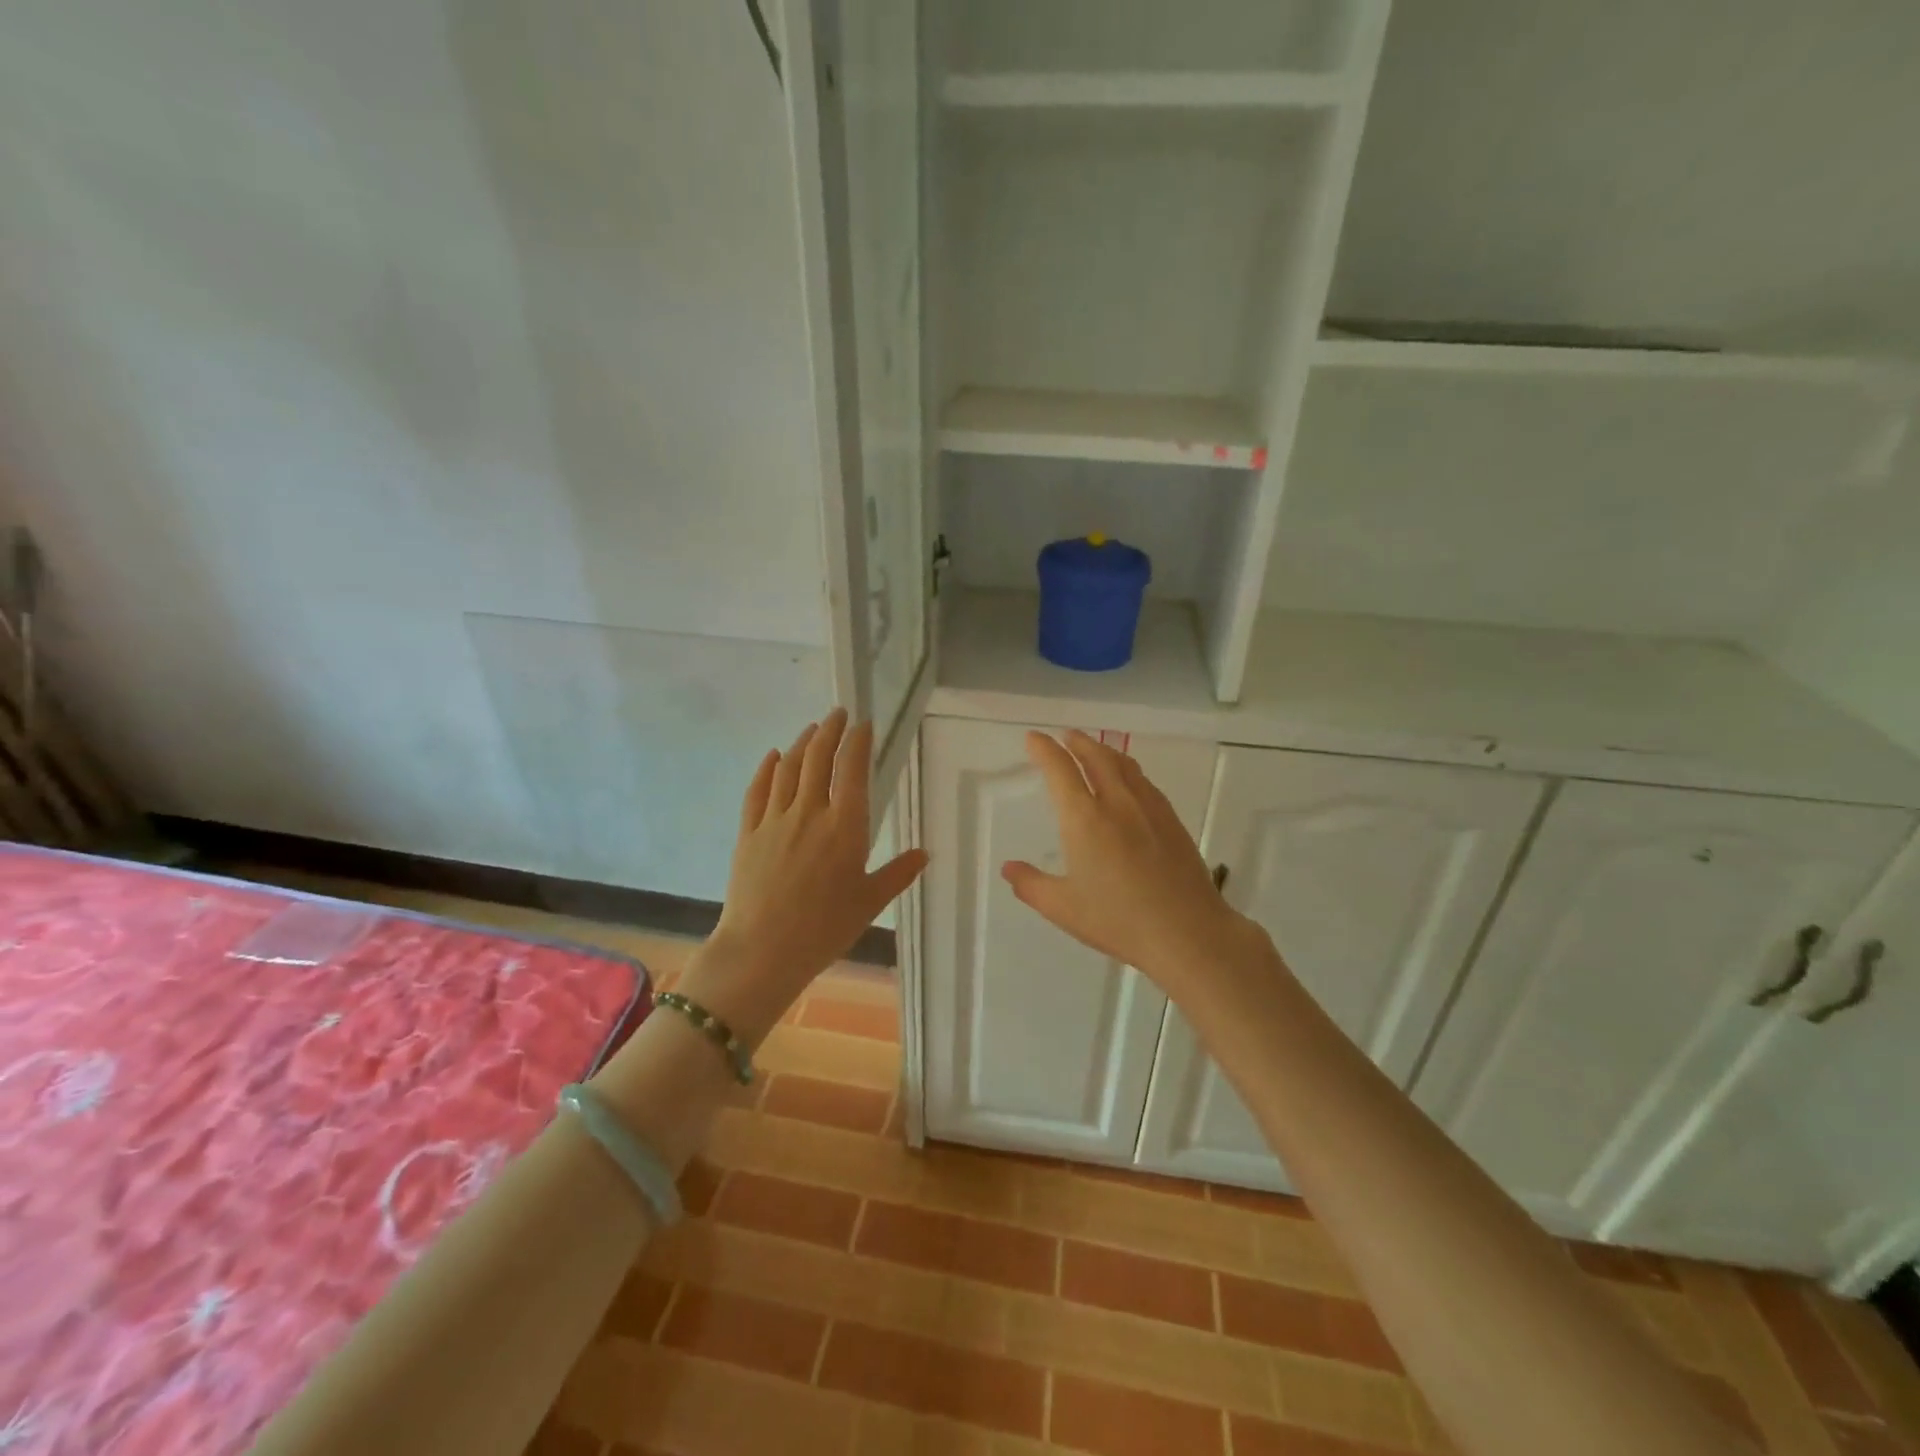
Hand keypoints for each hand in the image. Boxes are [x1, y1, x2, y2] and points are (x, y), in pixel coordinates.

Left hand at [680, 709, 927, 1044]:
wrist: (762, 950)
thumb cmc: (824, 928)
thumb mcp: (869, 902)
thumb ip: (898, 873)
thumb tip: (924, 854)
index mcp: (844, 827)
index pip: (852, 770)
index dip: (857, 742)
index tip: (863, 724)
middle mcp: (809, 813)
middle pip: (818, 759)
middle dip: (829, 731)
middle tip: (838, 714)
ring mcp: (775, 820)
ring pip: (788, 768)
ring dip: (802, 743)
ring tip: (812, 729)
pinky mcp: (749, 833)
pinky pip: (758, 791)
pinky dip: (767, 769)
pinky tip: (774, 757)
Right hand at [1001, 730, 1252, 989]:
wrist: (1187, 932)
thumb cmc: (1118, 920)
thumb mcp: (1063, 908)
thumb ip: (1031, 885)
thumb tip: (1009, 868)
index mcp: (1084, 818)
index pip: (1060, 769)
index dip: (1043, 749)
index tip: (1033, 738)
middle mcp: (1117, 802)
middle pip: (1096, 756)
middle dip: (1077, 741)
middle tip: (1065, 736)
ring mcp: (1149, 808)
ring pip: (1124, 764)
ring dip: (1104, 750)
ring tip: (1094, 750)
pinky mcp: (1172, 820)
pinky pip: (1144, 781)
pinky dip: (1128, 770)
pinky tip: (1129, 783)